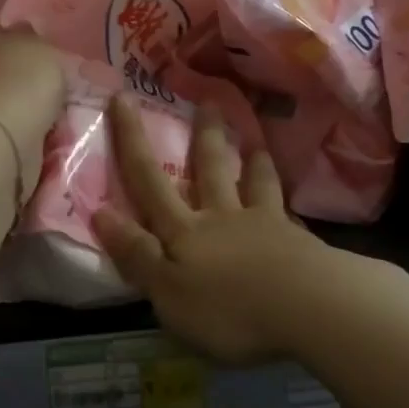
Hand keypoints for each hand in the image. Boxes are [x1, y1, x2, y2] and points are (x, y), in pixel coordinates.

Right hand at [94, 93, 327, 366]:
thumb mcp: (167, 292)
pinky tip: (293, 207)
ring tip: (255, 140)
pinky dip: (286, 204)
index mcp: (184, 231)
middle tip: (208, 100)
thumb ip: (136, 254)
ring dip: (251, 160)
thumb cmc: (228, 309)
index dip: (131, 140)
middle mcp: (221, 217)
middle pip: (210, 169)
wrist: (308, 309)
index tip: (121, 98)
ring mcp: (264, 225)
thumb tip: (100, 212)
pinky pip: (289, 214)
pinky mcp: (299, 242)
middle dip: (204, 135)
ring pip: (253, 183)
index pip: (148, 180)